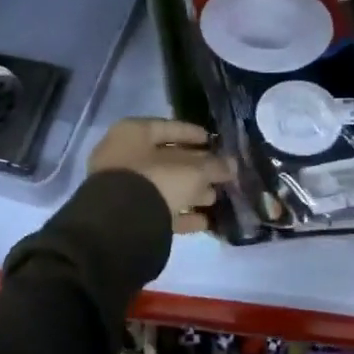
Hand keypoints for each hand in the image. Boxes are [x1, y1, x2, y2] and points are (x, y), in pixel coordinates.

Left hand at [89, 118, 231, 233]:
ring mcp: (122, 187)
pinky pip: (158, 210)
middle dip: (195, 168)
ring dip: (190, 192)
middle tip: (220, 174)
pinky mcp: (126, 215)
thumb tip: (232, 165)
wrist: (121, 226)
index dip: (193, 134)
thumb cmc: (156, 181)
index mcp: (133, 133)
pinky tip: (204, 222)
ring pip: (163, 186)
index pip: (168, 127)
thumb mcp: (192, 171)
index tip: (214, 141)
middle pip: (167, 159)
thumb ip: (214, 166)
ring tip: (215, 199)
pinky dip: (180, 215)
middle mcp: (123, 155)